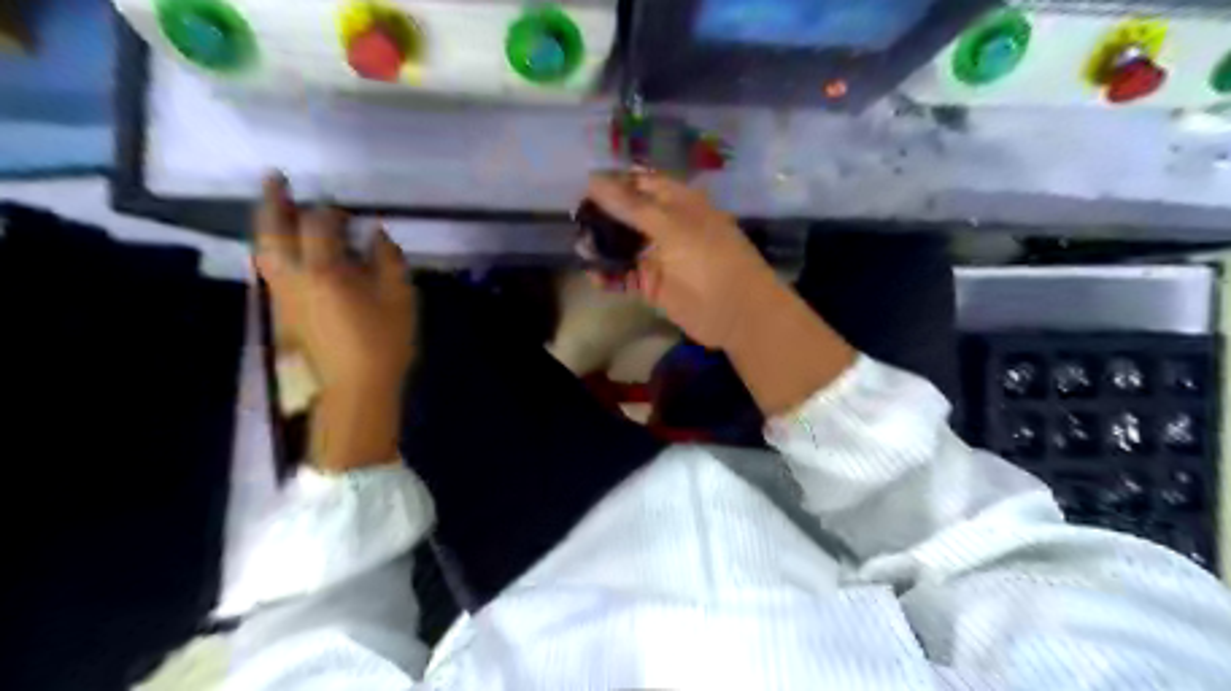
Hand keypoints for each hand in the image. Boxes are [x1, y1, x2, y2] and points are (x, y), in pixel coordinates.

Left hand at [254, 176, 418, 473]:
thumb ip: (388, 260)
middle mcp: (294, 275)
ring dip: (267, 223)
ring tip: (276, 207)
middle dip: (274, 201)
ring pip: (263, 248)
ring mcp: (282, 294)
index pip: (320, 224)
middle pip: (272, 229)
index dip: (332, 211)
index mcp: (326, 270)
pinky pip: (270, 267)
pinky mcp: (281, 310)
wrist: (354, 388)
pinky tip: (285, 247)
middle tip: (276, 178)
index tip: (347, 209)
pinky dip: (272, 247)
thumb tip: (375, 235)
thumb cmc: (383, 342)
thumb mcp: (399, 298)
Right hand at [585, 170, 777, 346]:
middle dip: (601, 216)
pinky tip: (593, 274)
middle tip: (575, 219)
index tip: (583, 187)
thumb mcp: (672, 226)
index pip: (639, 184)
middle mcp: (665, 226)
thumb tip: (592, 180)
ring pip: (622, 246)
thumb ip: (631, 206)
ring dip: (601, 246)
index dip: (613, 183)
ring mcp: (658, 256)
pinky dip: (608, 275)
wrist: (737, 312)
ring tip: (580, 247)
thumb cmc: (711, 258)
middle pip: (626, 215)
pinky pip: (623, 276)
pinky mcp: (651, 285)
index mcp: (677, 202)